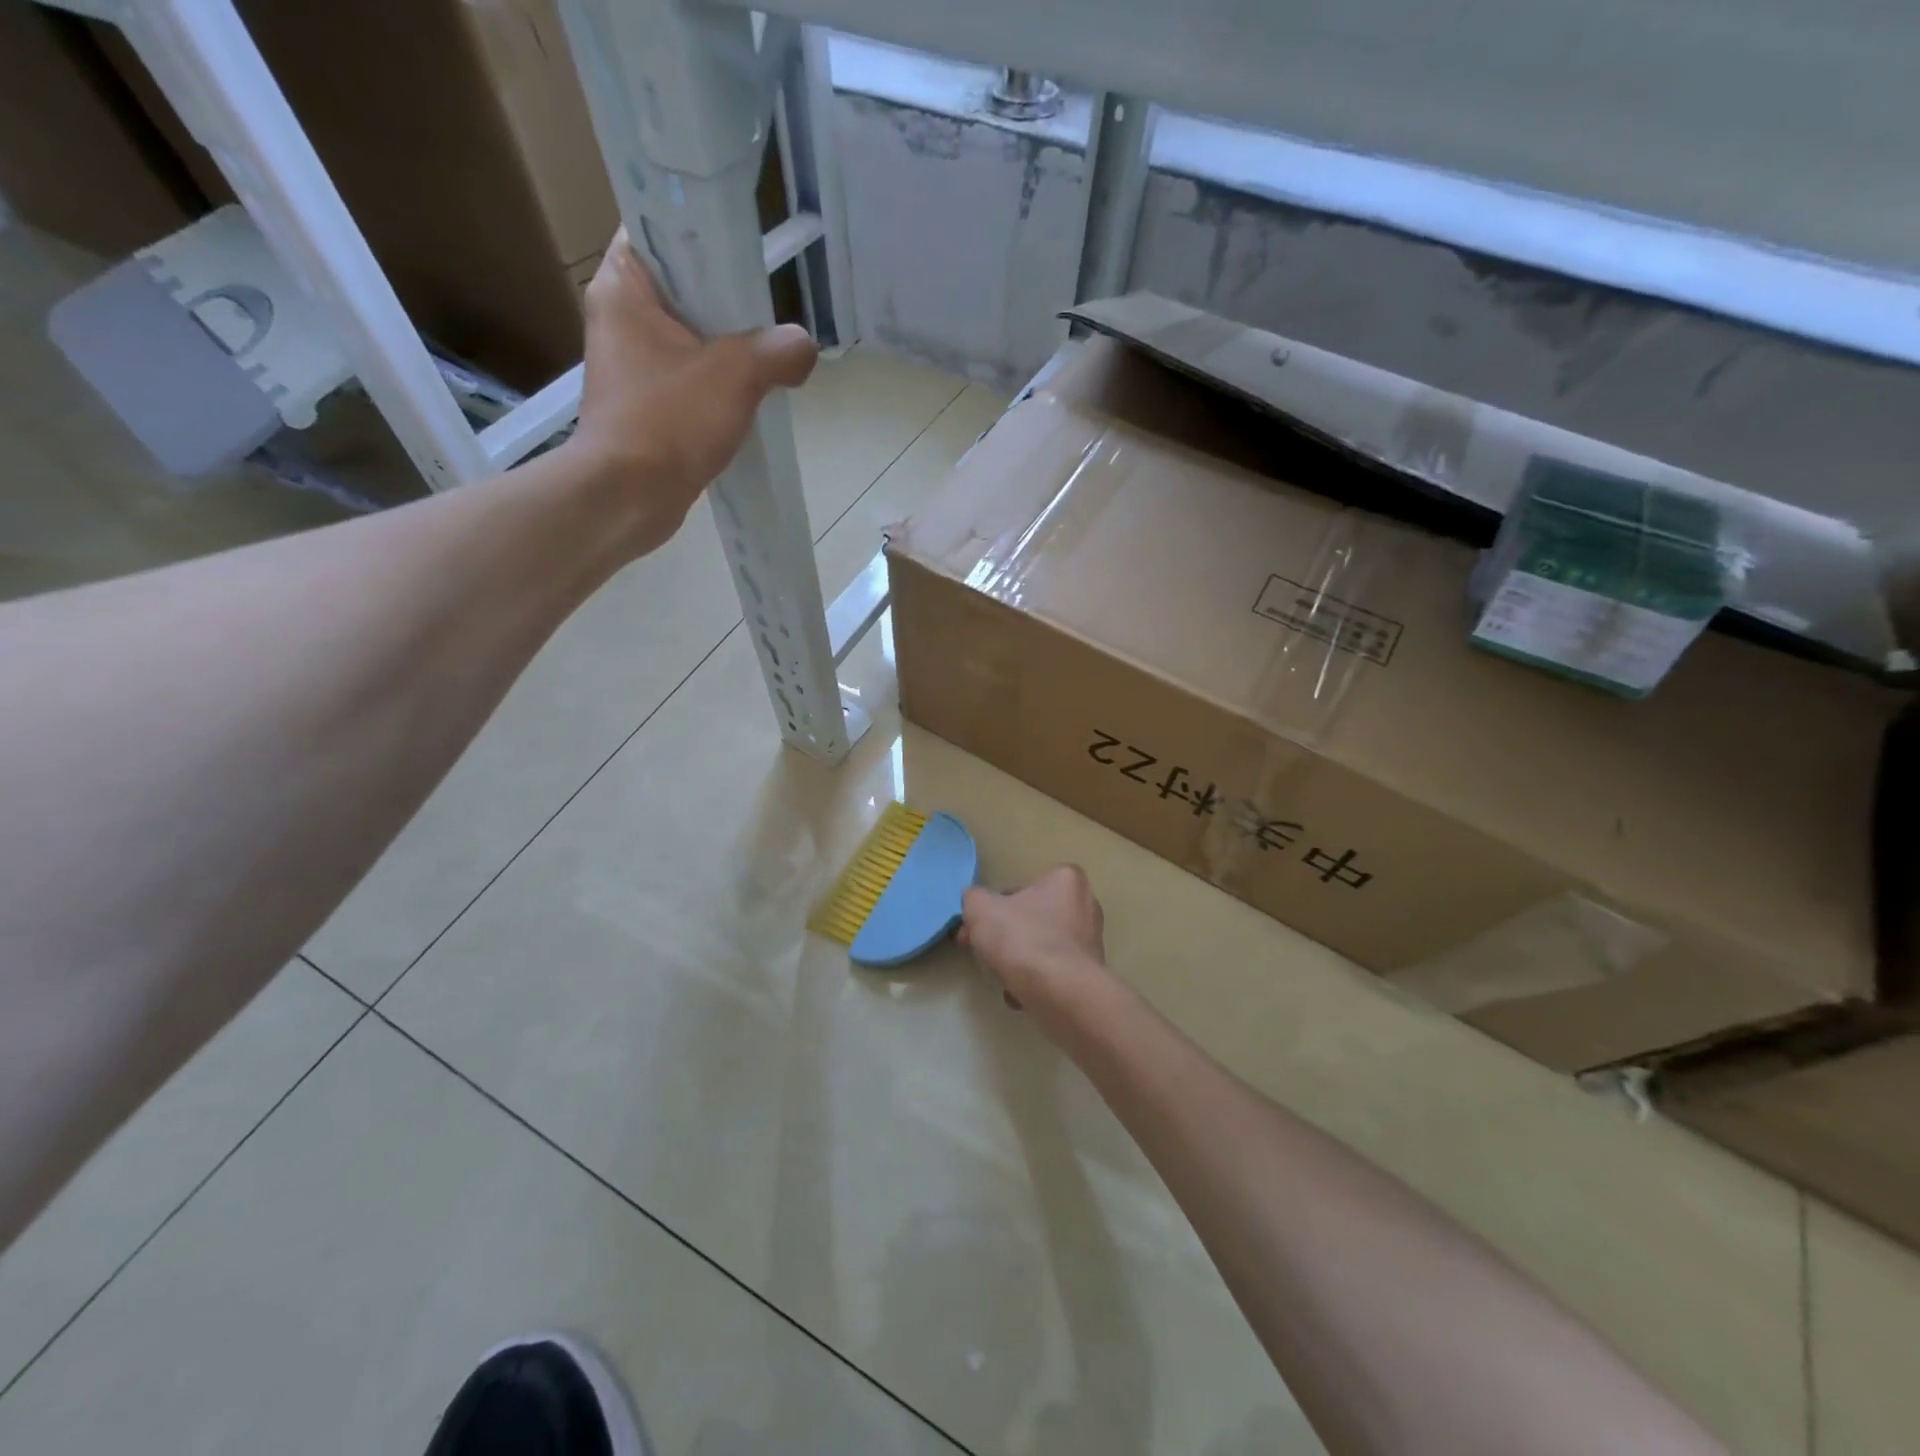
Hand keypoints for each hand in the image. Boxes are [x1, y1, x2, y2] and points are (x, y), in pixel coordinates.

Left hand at [568, 227, 818, 555]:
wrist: (629, 498)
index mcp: (623, 287)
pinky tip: (751, 398)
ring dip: (727, 347)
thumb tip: (803, 347)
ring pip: (689, 339)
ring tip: (771, 352)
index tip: (743, 246)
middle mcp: (620, 319)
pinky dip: (718, 386)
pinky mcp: (645, 408)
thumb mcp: (735, 375)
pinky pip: (689, 381)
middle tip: (770, 305)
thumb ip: (778, 351)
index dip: (699, 230)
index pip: (656, 230)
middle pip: (681, 287)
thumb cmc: (669, 421)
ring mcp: (631, 367)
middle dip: (726, 298)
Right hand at [961, 867, 1108, 1033]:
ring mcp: (1091, 942)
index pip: (1022, 888)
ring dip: (1018, 961)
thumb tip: (976, 904)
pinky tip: (1018, 994)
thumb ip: (973, 899)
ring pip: (1041, 948)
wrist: (1059, 994)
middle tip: (982, 953)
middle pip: (1032, 919)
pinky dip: (1035, 981)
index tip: (978, 928)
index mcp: (1065, 880)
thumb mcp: (980, 909)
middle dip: (1005, 937)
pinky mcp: (1090, 974)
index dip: (994, 908)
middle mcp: (1086, 906)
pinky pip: (1054, 973)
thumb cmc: (1022, 939)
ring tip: (1000, 978)